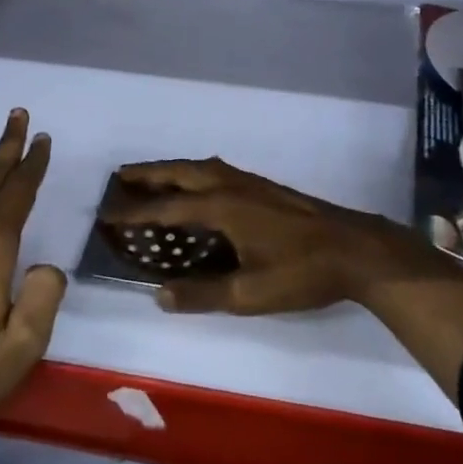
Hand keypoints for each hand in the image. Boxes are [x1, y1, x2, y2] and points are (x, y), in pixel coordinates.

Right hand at [109, 157, 454, 315]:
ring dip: (171, 171)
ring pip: (200, 168)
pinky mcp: (264, 188)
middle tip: (119, 177)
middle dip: (148, 174)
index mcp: (222, 206)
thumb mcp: (250, 294)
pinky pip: (216, 172)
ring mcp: (250, 182)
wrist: (356, 249)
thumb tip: (158, 295)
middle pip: (180, 173)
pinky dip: (193, 174)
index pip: (167, 209)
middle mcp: (231, 185)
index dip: (135, 213)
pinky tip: (198, 188)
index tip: (106, 214)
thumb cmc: (302, 272)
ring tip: (151, 179)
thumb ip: (202, 294)